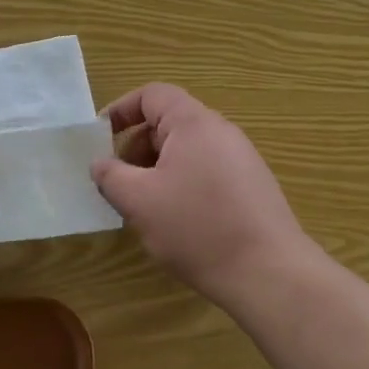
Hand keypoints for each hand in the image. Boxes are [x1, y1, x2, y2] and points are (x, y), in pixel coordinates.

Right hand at [92, 83, 311, 309]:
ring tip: (144, 207)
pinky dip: (181, 185)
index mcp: (194, 123)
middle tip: (118, 182)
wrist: (269, 273)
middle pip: (168, 123)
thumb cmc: (197, 228)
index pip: (152, 95)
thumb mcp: (139, 201)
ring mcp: (241, 160)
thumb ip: (111, 176)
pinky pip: (205, 172)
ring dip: (156, 170)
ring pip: (186, 151)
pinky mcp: (252, 188)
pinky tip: (177, 222)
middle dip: (136, 148)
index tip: (99, 138)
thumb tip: (100, 163)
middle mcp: (221, 132)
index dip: (121, 110)